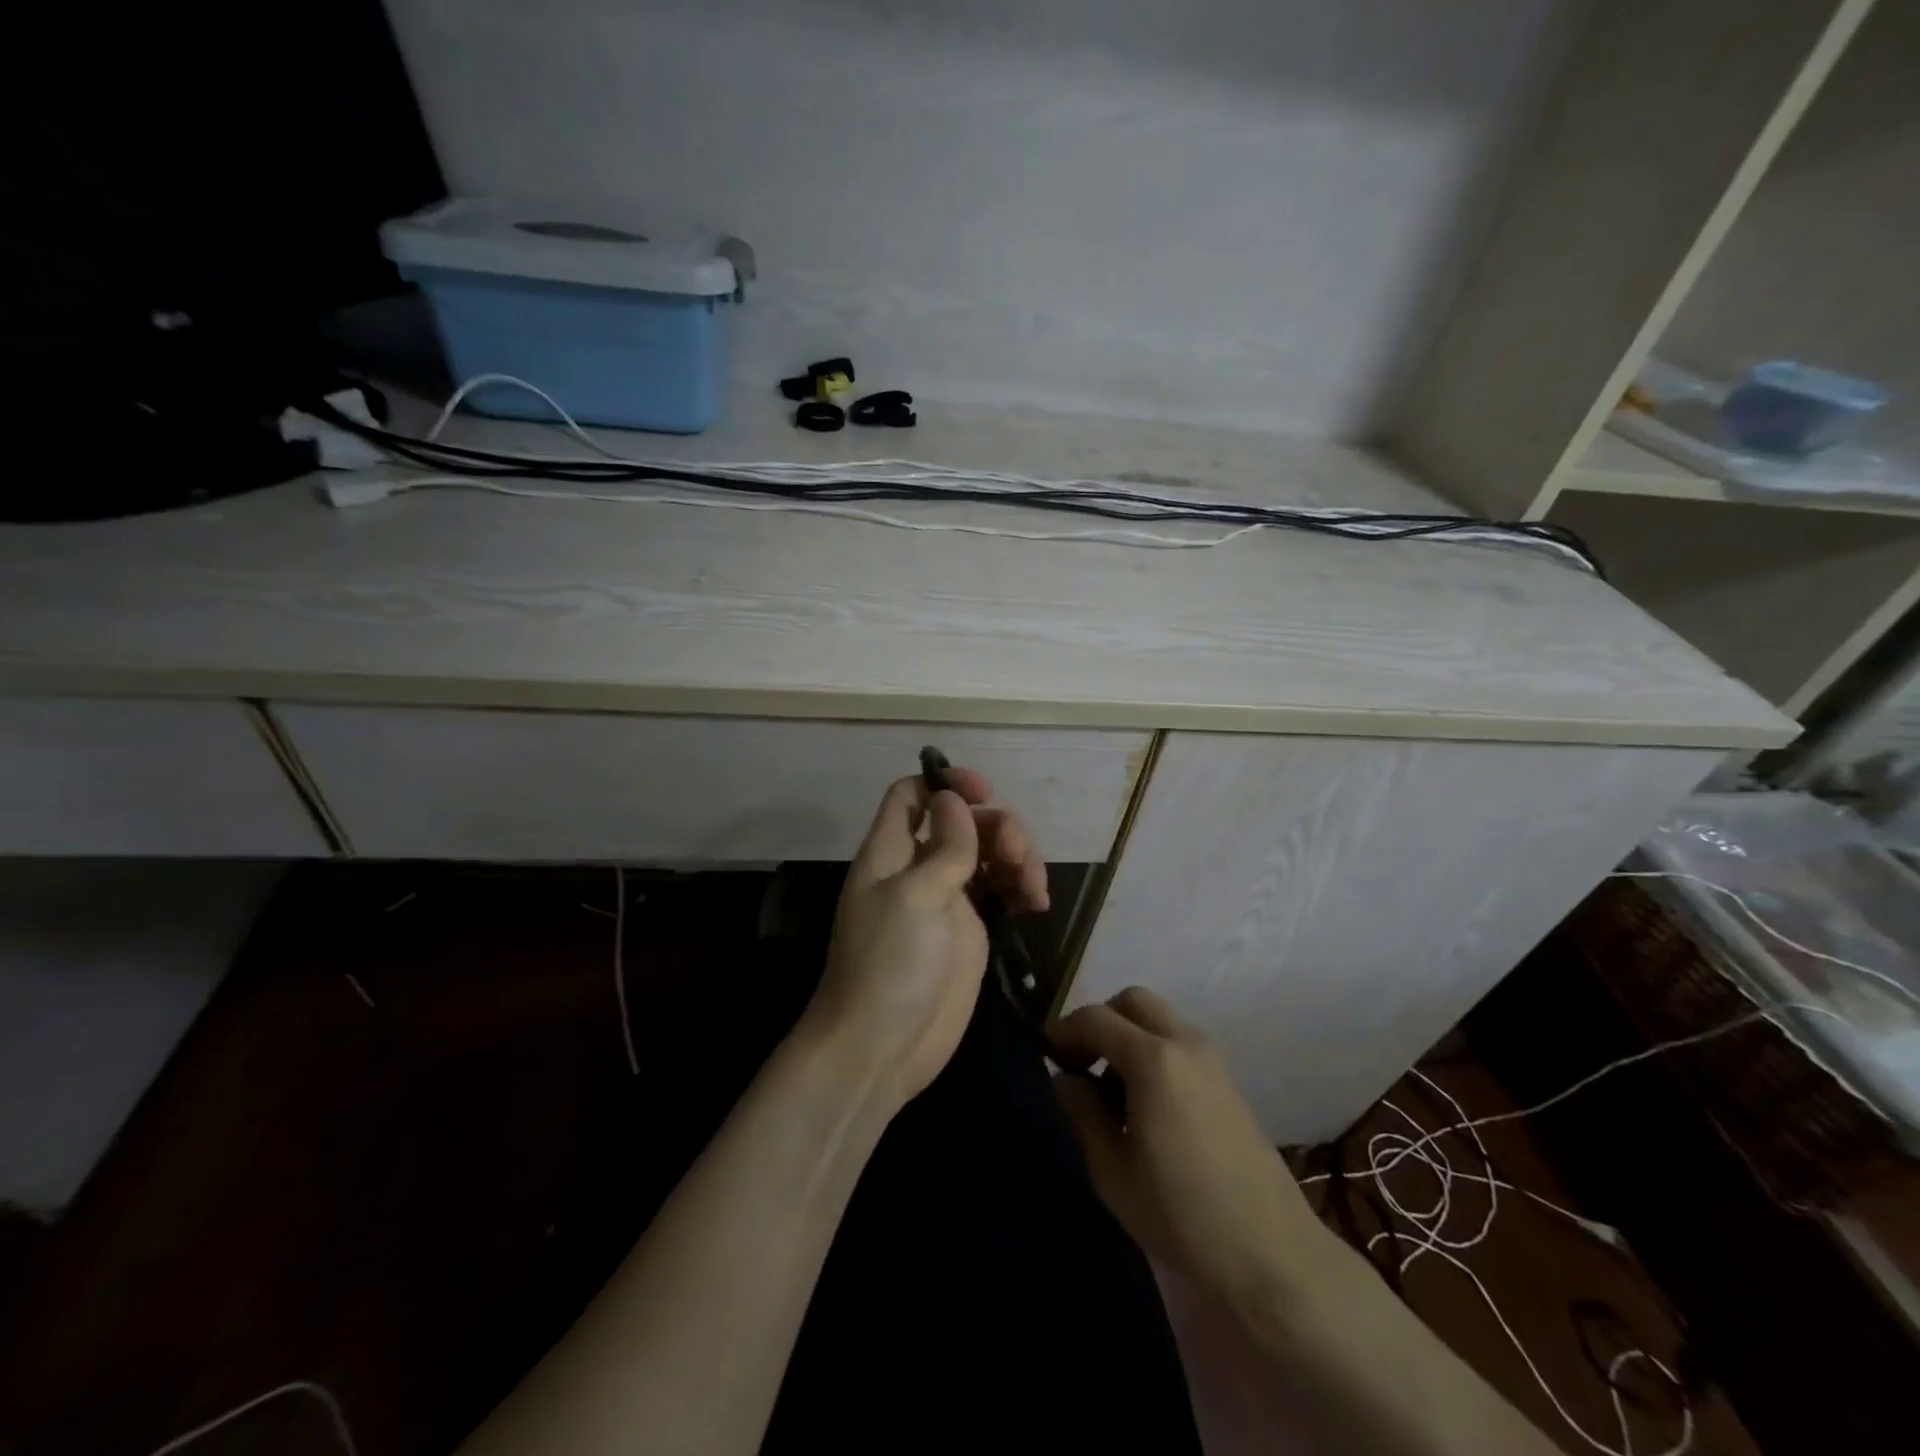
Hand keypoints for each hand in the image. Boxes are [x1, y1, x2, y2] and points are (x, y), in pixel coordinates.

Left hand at [798, 767, 1048, 1112]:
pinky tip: (1036, 903)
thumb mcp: (916, 896)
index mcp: (892, 851)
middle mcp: (919, 866)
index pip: (912, 794)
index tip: (984, 791)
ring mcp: (947, 898)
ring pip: (988, 853)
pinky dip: (1021, 887)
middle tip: (1017, 856)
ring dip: (1018, 857)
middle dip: (997, 826)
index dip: (945, 783)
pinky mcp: (970, 930)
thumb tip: (953, 799)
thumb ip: (944, 846)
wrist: (881, 1047)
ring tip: (1033, 888)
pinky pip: (1000, 890)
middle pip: (963, 821)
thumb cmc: (890, 964)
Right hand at [1051, 988, 1321, 1309]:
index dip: (1064, 1030)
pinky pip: (1180, 1041)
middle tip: (1081, 1062)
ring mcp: (1213, 1058)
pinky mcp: (1228, 1080)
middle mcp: (1185, 1043)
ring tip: (1112, 1089)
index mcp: (1153, 1060)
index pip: (1096, 1019)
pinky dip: (1154, 1049)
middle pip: (1133, 1001)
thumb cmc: (1182, 1215)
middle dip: (1100, 1020)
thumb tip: (1065, 1079)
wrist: (1272, 1253)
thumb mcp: (1112, 1171)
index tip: (1047, 1056)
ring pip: (1159, 1018)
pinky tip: (1147, 1102)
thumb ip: (1082, 1113)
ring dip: (1129, 1035)